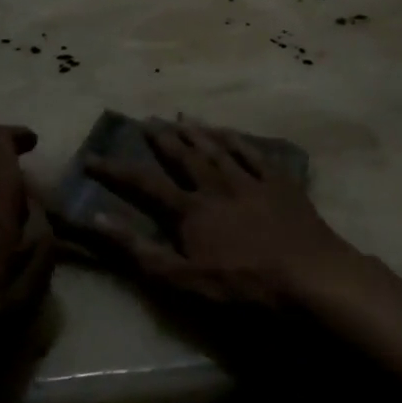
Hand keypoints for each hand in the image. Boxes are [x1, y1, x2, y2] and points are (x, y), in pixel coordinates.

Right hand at [85, 119, 361, 308]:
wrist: (309, 275)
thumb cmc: (243, 285)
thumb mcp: (184, 279)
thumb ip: (140, 250)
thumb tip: (98, 220)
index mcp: (191, 211)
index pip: (145, 185)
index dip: (116, 171)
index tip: (92, 157)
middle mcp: (216, 186)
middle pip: (183, 157)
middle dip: (162, 139)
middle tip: (146, 121)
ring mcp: (249, 181)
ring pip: (217, 149)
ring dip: (197, 132)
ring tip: (181, 116)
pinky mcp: (279, 183)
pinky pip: (253, 154)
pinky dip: (237, 140)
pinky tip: (228, 132)